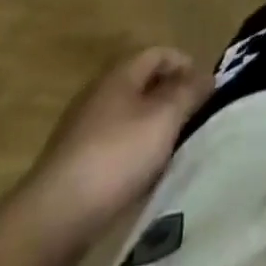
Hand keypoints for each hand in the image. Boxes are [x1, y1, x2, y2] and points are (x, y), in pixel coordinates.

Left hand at [25, 48, 213, 252]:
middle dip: (169, 96)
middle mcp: (100, 90)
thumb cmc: (116, 154)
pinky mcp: (73, 159)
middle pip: (142, 82)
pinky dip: (131, 149)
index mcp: (121, 72)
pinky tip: (140, 172)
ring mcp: (82, 125)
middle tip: (192, 118)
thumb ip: (189, 93)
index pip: (159, 52)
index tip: (206, 89)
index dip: (185, 64)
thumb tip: (208, 75)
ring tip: (171, 147)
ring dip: (151, 124)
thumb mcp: (164, 119)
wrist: (56, 213)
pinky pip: (112, 142)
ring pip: (127, 114)